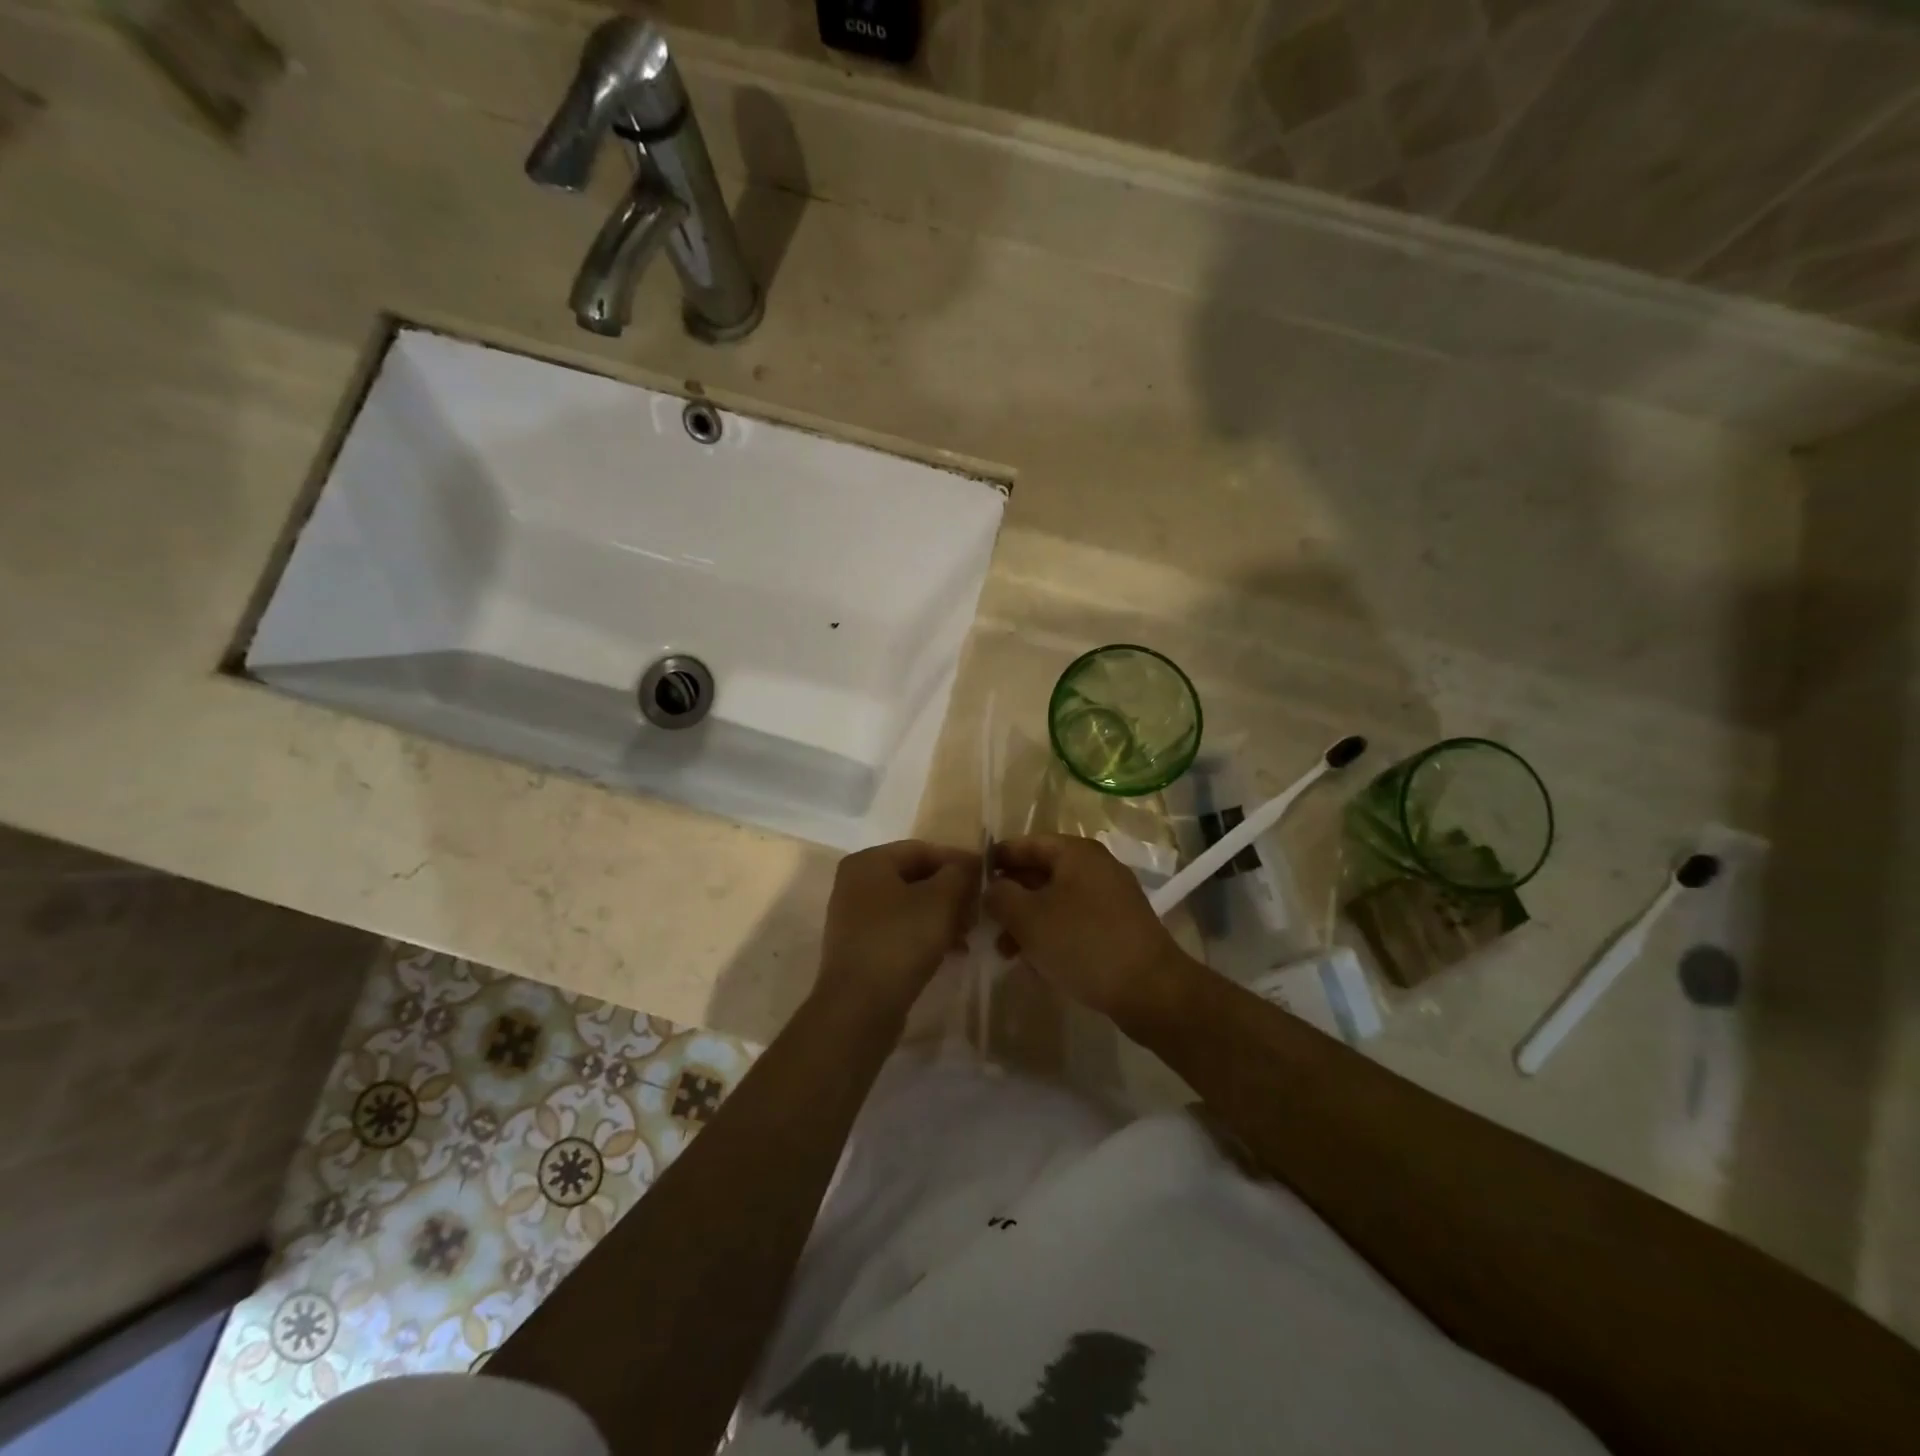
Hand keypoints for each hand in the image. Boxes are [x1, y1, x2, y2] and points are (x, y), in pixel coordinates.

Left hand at [817, 840, 980, 1019]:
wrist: (860, 1007)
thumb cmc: (900, 941)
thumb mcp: (941, 900)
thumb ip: (959, 874)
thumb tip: (969, 864)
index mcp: (868, 862)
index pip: (923, 849)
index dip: (958, 861)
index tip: (988, 879)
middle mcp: (855, 883)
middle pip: (915, 877)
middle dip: (952, 892)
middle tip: (980, 910)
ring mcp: (855, 917)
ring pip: (910, 905)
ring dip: (943, 915)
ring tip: (969, 934)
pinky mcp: (860, 948)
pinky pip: (899, 930)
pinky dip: (925, 934)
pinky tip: (952, 951)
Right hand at [986, 834, 1192, 1030]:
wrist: (1150, 990)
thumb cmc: (1083, 943)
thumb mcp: (1028, 918)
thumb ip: (1001, 896)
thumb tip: (992, 888)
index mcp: (1076, 852)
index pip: (1026, 843)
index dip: (997, 859)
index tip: (971, 880)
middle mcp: (1095, 866)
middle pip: (1041, 872)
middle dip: (1011, 897)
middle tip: (985, 921)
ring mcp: (1110, 897)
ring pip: (1056, 900)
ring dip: (1028, 921)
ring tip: (1007, 951)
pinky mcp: (1118, 926)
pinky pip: (1074, 921)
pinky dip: (1052, 934)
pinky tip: (1036, 962)